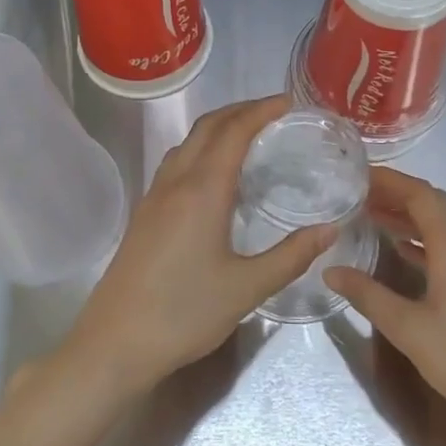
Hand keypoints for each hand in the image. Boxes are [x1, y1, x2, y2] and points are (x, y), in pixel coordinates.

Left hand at [59, 96, 333, 402]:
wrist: (115, 343)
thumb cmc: (184, 314)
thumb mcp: (247, 288)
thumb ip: (291, 255)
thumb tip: (330, 229)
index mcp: (202, 190)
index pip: (234, 132)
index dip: (261, 110)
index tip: (289, 103)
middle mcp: (175, 182)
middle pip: (207, 127)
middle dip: (240, 111)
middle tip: (274, 112)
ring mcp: (154, 196)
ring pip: (187, 143)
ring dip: (217, 128)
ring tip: (248, 136)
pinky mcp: (144, 214)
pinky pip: (175, 163)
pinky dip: (201, 150)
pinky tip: (215, 177)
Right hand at [324, 168, 445, 440]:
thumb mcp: (409, 329)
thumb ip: (368, 295)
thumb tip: (331, 271)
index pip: (421, 195)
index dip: (389, 180)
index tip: (358, 176)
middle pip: (436, 206)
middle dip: (398, 196)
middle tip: (359, 196)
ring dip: (413, 219)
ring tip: (374, 219)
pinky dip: (430, 242)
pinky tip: (407, 254)